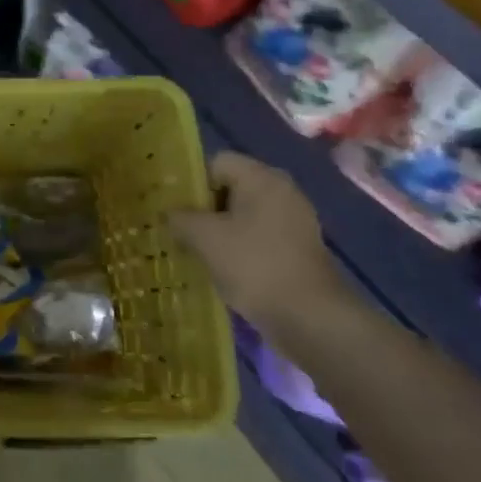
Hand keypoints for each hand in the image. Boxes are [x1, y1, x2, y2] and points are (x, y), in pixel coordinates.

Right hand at [168, 151, 355, 340]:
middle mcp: (282, 191)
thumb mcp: (205, 238)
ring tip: (197, 252)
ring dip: (219, 231)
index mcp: (262, 178)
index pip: (216, 162)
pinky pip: (259, 237)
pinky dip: (239, 249)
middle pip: (230, 188)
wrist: (311, 319)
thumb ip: (180, 218)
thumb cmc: (254, 265)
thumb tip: (169, 214)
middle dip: (203, 209)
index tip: (175, 209)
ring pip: (243, 216)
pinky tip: (223, 269)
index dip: (192, 183)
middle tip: (180, 231)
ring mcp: (294, 221)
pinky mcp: (298, 249)